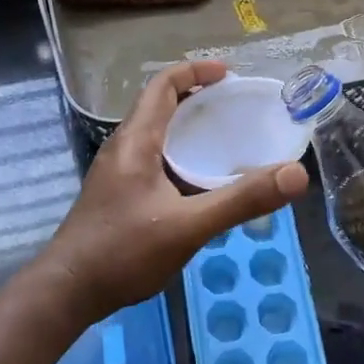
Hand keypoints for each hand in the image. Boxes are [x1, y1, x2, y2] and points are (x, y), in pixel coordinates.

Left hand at [42, 61, 309, 323]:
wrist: (67, 292)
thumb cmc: (122, 252)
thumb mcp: (187, 226)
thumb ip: (240, 200)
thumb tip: (296, 174)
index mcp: (136, 141)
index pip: (162, 86)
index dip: (194, 71)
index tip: (229, 73)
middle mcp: (124, 148)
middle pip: (161, 107)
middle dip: (199, 99)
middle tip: (237, 107)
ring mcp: (118, 173)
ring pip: (158, 136)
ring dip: (190, 129)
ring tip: (227, 140)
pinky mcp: (119, 195)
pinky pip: (155, 160)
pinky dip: (182, 157)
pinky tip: (202, 184)